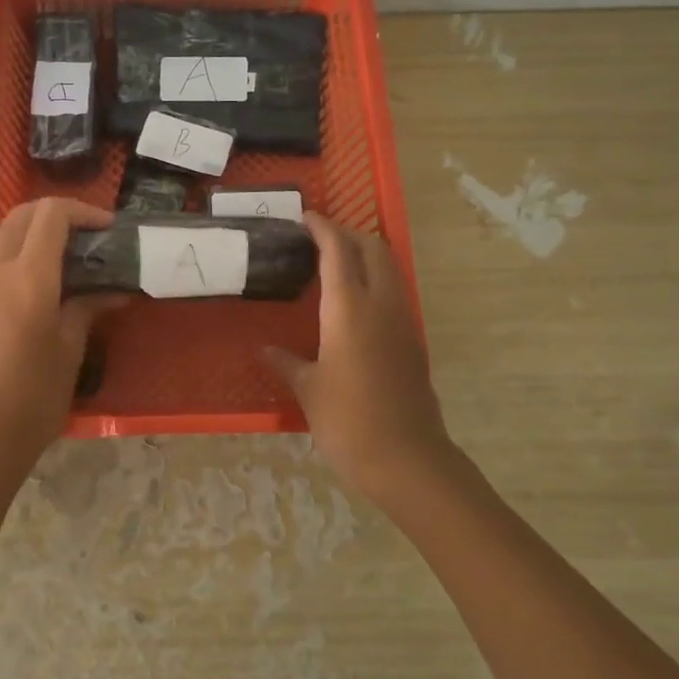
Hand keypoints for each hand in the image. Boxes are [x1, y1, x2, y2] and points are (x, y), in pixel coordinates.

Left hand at [0, 198, 126, 483]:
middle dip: (53, 215)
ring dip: (20, 230)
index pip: (51, 216)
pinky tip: (16, 285)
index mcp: (28, 278)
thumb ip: (86, 310)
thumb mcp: (69, 352)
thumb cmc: (32, 400)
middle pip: (19, 216)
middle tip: (81, 236)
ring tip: (44, 255)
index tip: (105, 227)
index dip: (82, 211)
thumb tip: (114, 291)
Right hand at [266, 213, 462, 504]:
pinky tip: (351, 305)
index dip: (322, 227)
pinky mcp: (413, 342)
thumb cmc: (348, 421)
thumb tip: (265, 350)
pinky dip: (374, 281)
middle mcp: (381, 305)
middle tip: (318, 239)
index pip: (338, 249)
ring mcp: (403, 322)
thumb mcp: (308, 390)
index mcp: (350, 308)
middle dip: (348, 234)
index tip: (305, 217)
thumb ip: (286, 362)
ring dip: (365, 256)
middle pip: (373, 248)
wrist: (407, 461)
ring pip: (390, 268)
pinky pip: (394, 294)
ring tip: (333, 265)